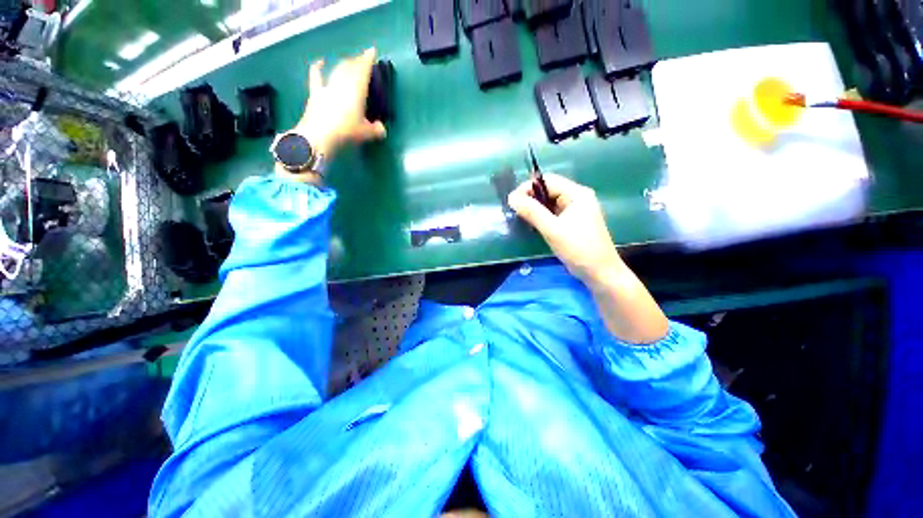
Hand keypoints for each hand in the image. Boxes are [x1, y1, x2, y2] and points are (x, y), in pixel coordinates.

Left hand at [287, 48, 385, 165]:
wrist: (319, 135)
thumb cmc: (346, 131)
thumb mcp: (365, 133)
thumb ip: (376, 130)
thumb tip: (382, 129)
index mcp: (356, 90)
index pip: (363, 70)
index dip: (368, 59)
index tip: (372, 51)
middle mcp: (342, 83)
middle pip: (350, 66)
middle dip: (356, 61)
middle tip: (362, 61)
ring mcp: (328, 86)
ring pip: (337, 69)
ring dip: (344, 64)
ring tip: (349, 62)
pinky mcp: (316, 92)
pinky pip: (317, 76)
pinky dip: (318, 67)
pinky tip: (320, 62)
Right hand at [510, 174, 667, 343]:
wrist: (600, 273)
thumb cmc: (578, 249)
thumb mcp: (552, 230)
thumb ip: (532, 212)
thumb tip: (511, 197)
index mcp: (577, 194)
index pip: (548, 181)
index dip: (528, 188)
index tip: (512, 201)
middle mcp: (577, 198)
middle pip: (549, 190)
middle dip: (530, 199)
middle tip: (514, 211)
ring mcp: (576, 210)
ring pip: (549, 203)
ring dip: (535, 209)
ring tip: (521, 218)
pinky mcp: (573, 222)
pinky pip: (553, 214)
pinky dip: (542, 217)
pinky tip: (532, 225)